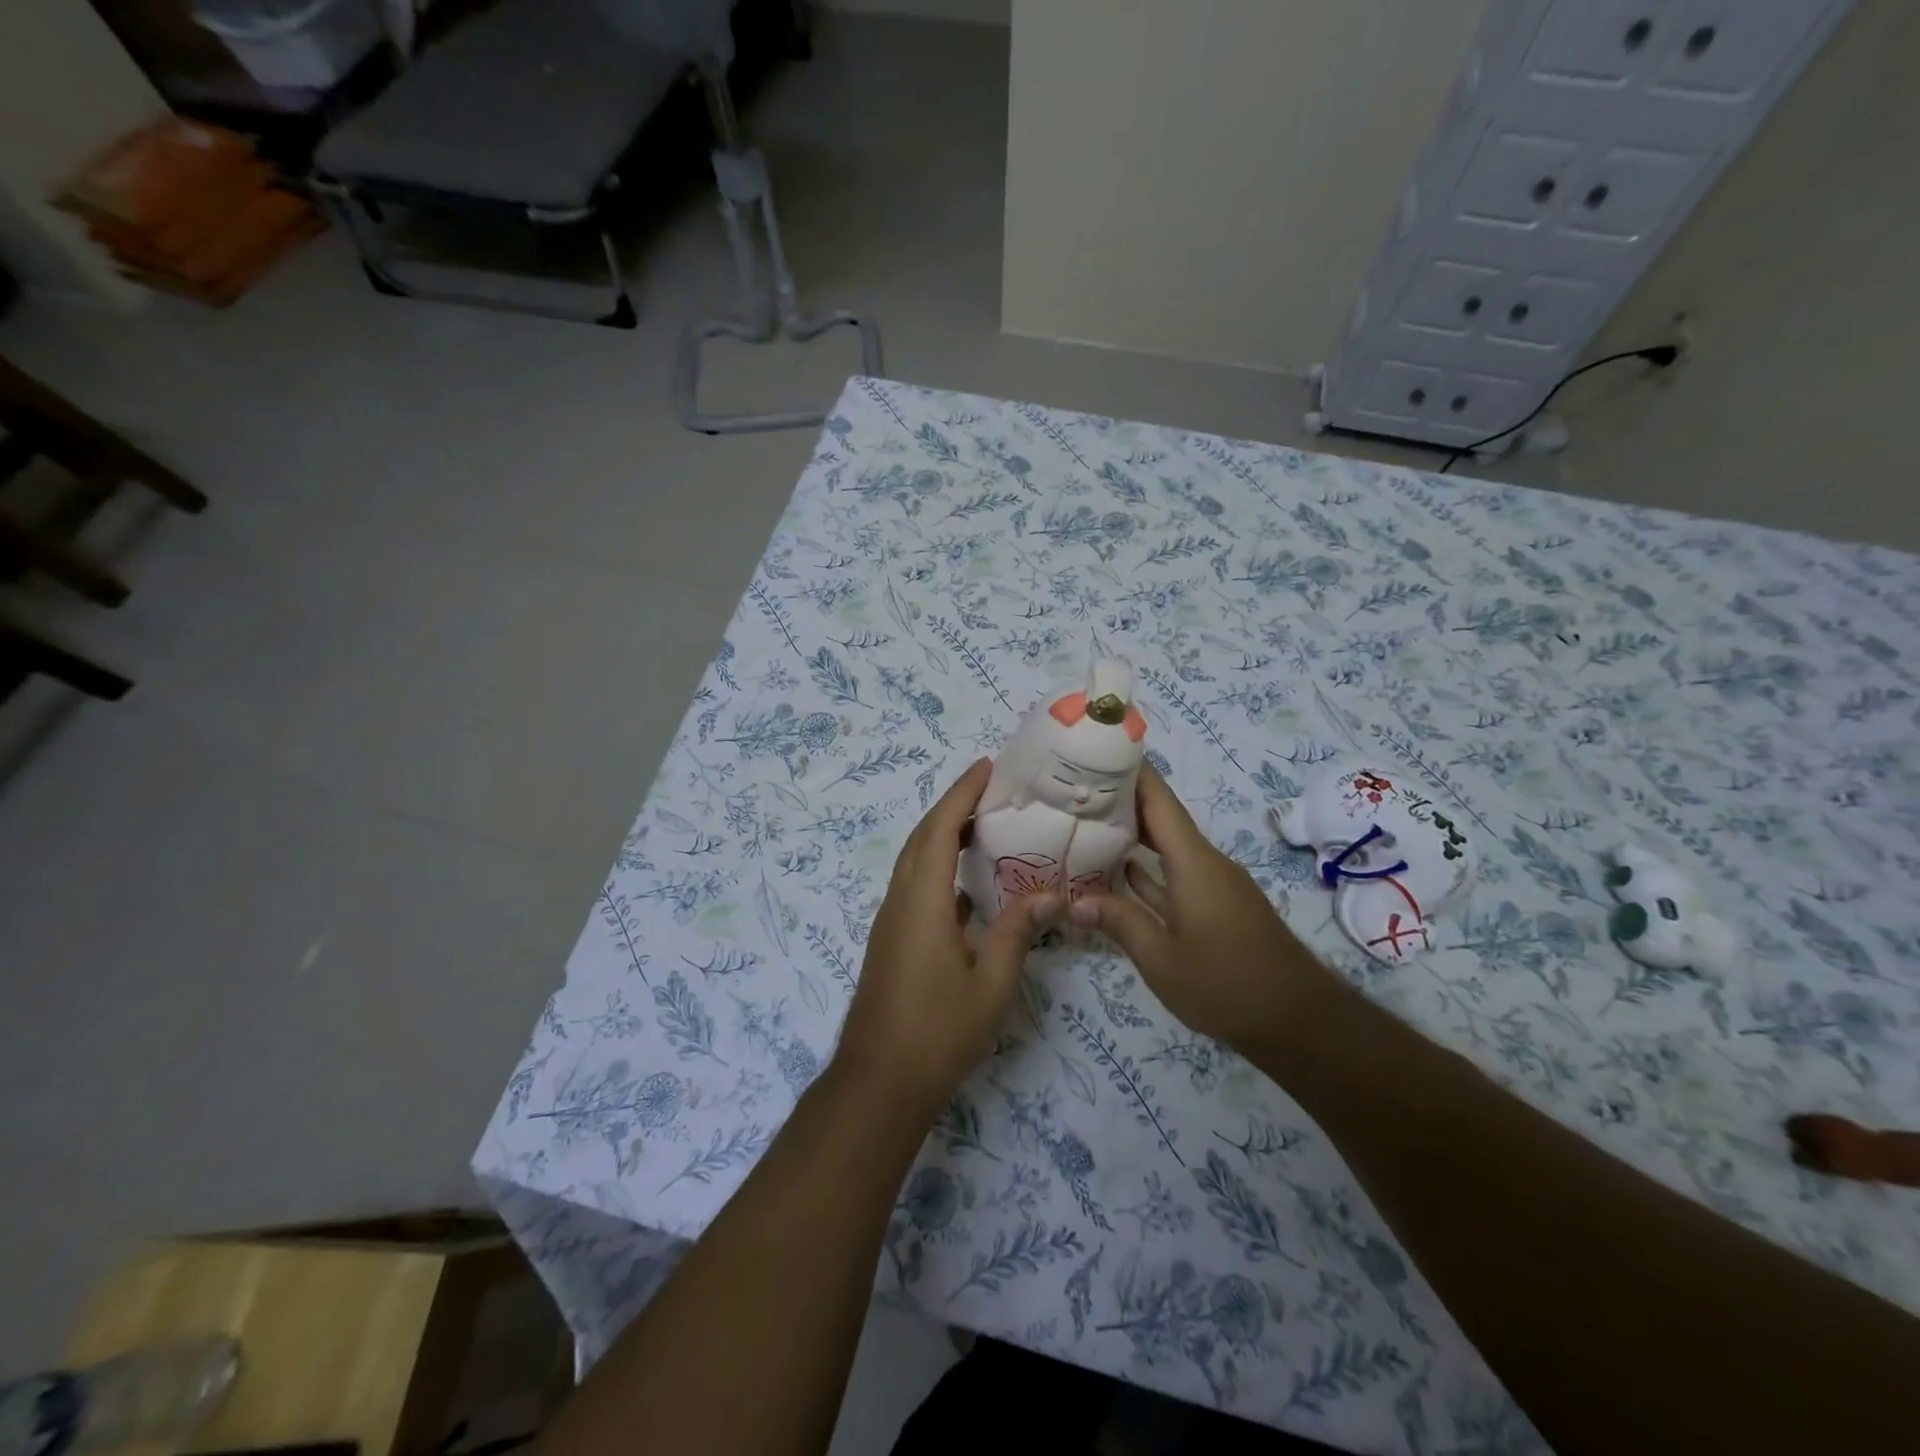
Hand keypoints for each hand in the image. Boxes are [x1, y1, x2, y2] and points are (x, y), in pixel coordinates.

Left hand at [833, 759, 1055, 1116]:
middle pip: (923, 837)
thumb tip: (1050, 894)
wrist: (879, 1082)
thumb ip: (1017, 933)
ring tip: (984, 824)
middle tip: (992, 789)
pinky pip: (915, 885)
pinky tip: (968, 883)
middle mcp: (900, 901)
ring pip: (915, 861)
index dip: (961, 794)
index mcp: (923, 902)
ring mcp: (891, 921)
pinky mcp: (891, 940)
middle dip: (953, 805)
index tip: (986, 767)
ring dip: (943, 834)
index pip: (940, 830)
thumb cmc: (938, 1032)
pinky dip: (939, 866)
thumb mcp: (991, 984)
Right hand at [1069, 763, 1332, 1050]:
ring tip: (1086, 823)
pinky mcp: (1216, 906)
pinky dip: (1148, 869)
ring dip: (1131, 835)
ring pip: (1166, 847)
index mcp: (1193, 861)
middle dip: (1120, 800)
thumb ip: (1118, 922)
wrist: (1297, 1020)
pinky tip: (1118, 872)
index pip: (1158, 800)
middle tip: (1074, 788)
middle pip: (1160, 818)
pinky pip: (1175, 874)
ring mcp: (1212, 885)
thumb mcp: (1161, 958)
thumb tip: (1073, 901)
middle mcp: (1204, 862)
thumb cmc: (1226, 983)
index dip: (1131, 770)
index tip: (1097, 749)